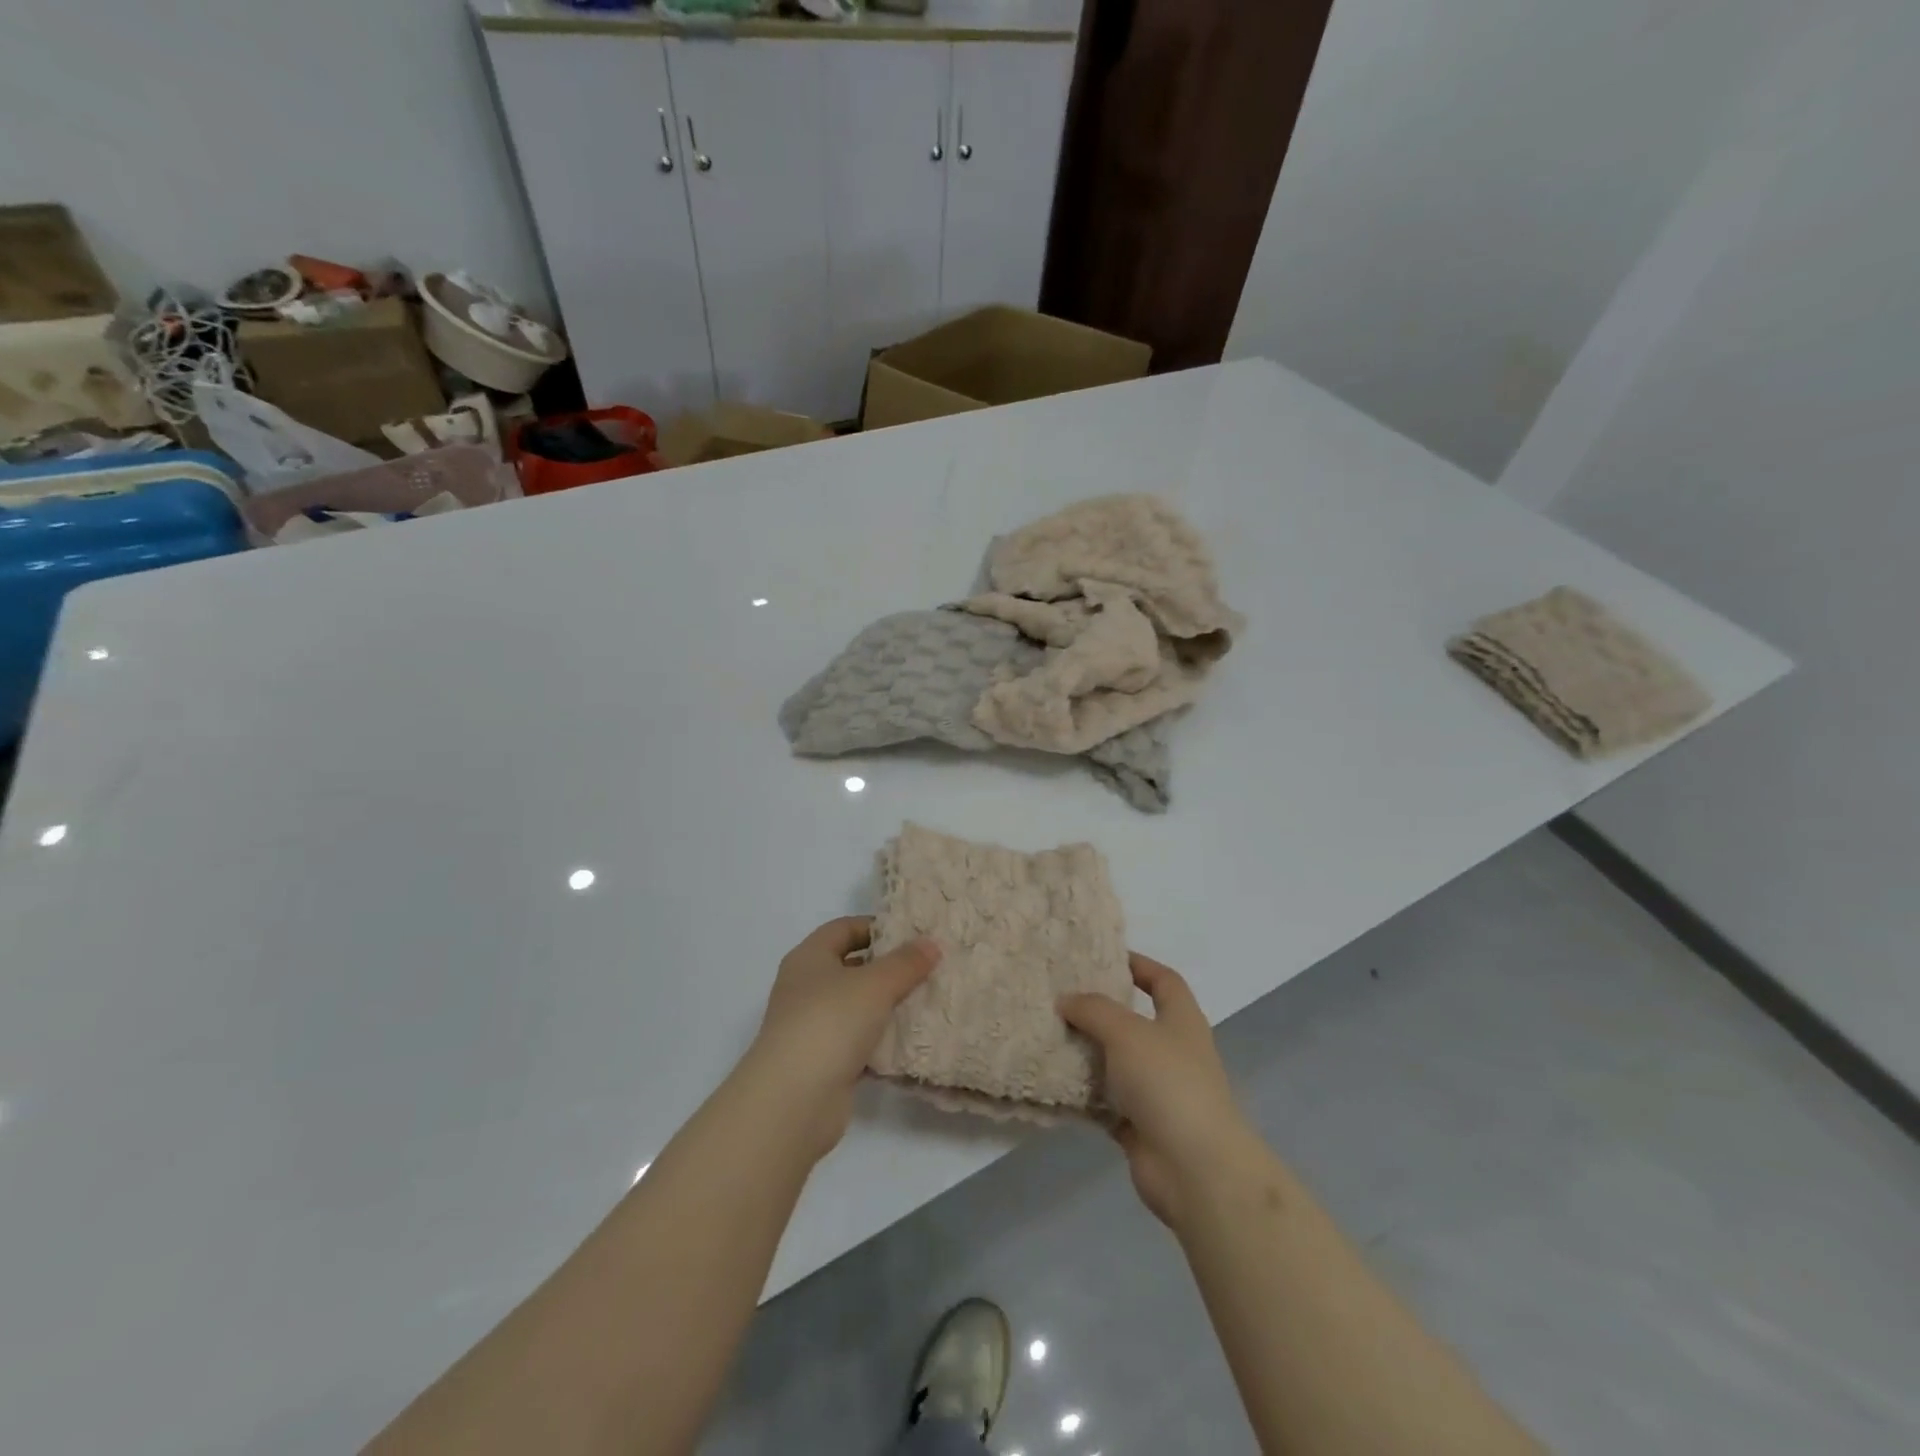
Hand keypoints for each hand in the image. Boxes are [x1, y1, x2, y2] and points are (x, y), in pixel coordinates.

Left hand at [745, 917, 940, 1161]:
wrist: (793, 1100)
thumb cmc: (830, 1023)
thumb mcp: (875, 984)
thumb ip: (905, 963)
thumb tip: (931, 944)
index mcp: (809, 958)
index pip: (844, 928)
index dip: (876, 926)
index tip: (913, 934)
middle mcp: (805, 987)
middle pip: (850, 966)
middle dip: (887, 967)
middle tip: (927, 966)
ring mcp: (812, 1026)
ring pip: (856, 1006)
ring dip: (886, 1005)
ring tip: (926, 1000)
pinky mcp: (822, 1061)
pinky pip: (857, 1041)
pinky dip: (880, 1040)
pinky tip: (909, 1041)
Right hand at [1059, 953, 1259, 1228]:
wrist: (1195, 1169)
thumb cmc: (1168, 1083)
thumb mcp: (1127, 1031)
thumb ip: (1093, 1010)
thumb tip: (1065, 1000)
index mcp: (1181, 1021)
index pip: (1163, 980)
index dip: (1139, 964)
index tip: (1103, 957)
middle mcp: (1172, 1052)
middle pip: (1134, 1021)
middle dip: (1100, 1009)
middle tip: (1060, 996)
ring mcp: (1157, 1091)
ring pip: (1116, 1063)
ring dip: (1087, 1052)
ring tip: (1047, 1034)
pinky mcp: (1140, 1126)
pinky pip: (1104, 1102)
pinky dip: (1082, 1094)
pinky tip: (1051, 1082)